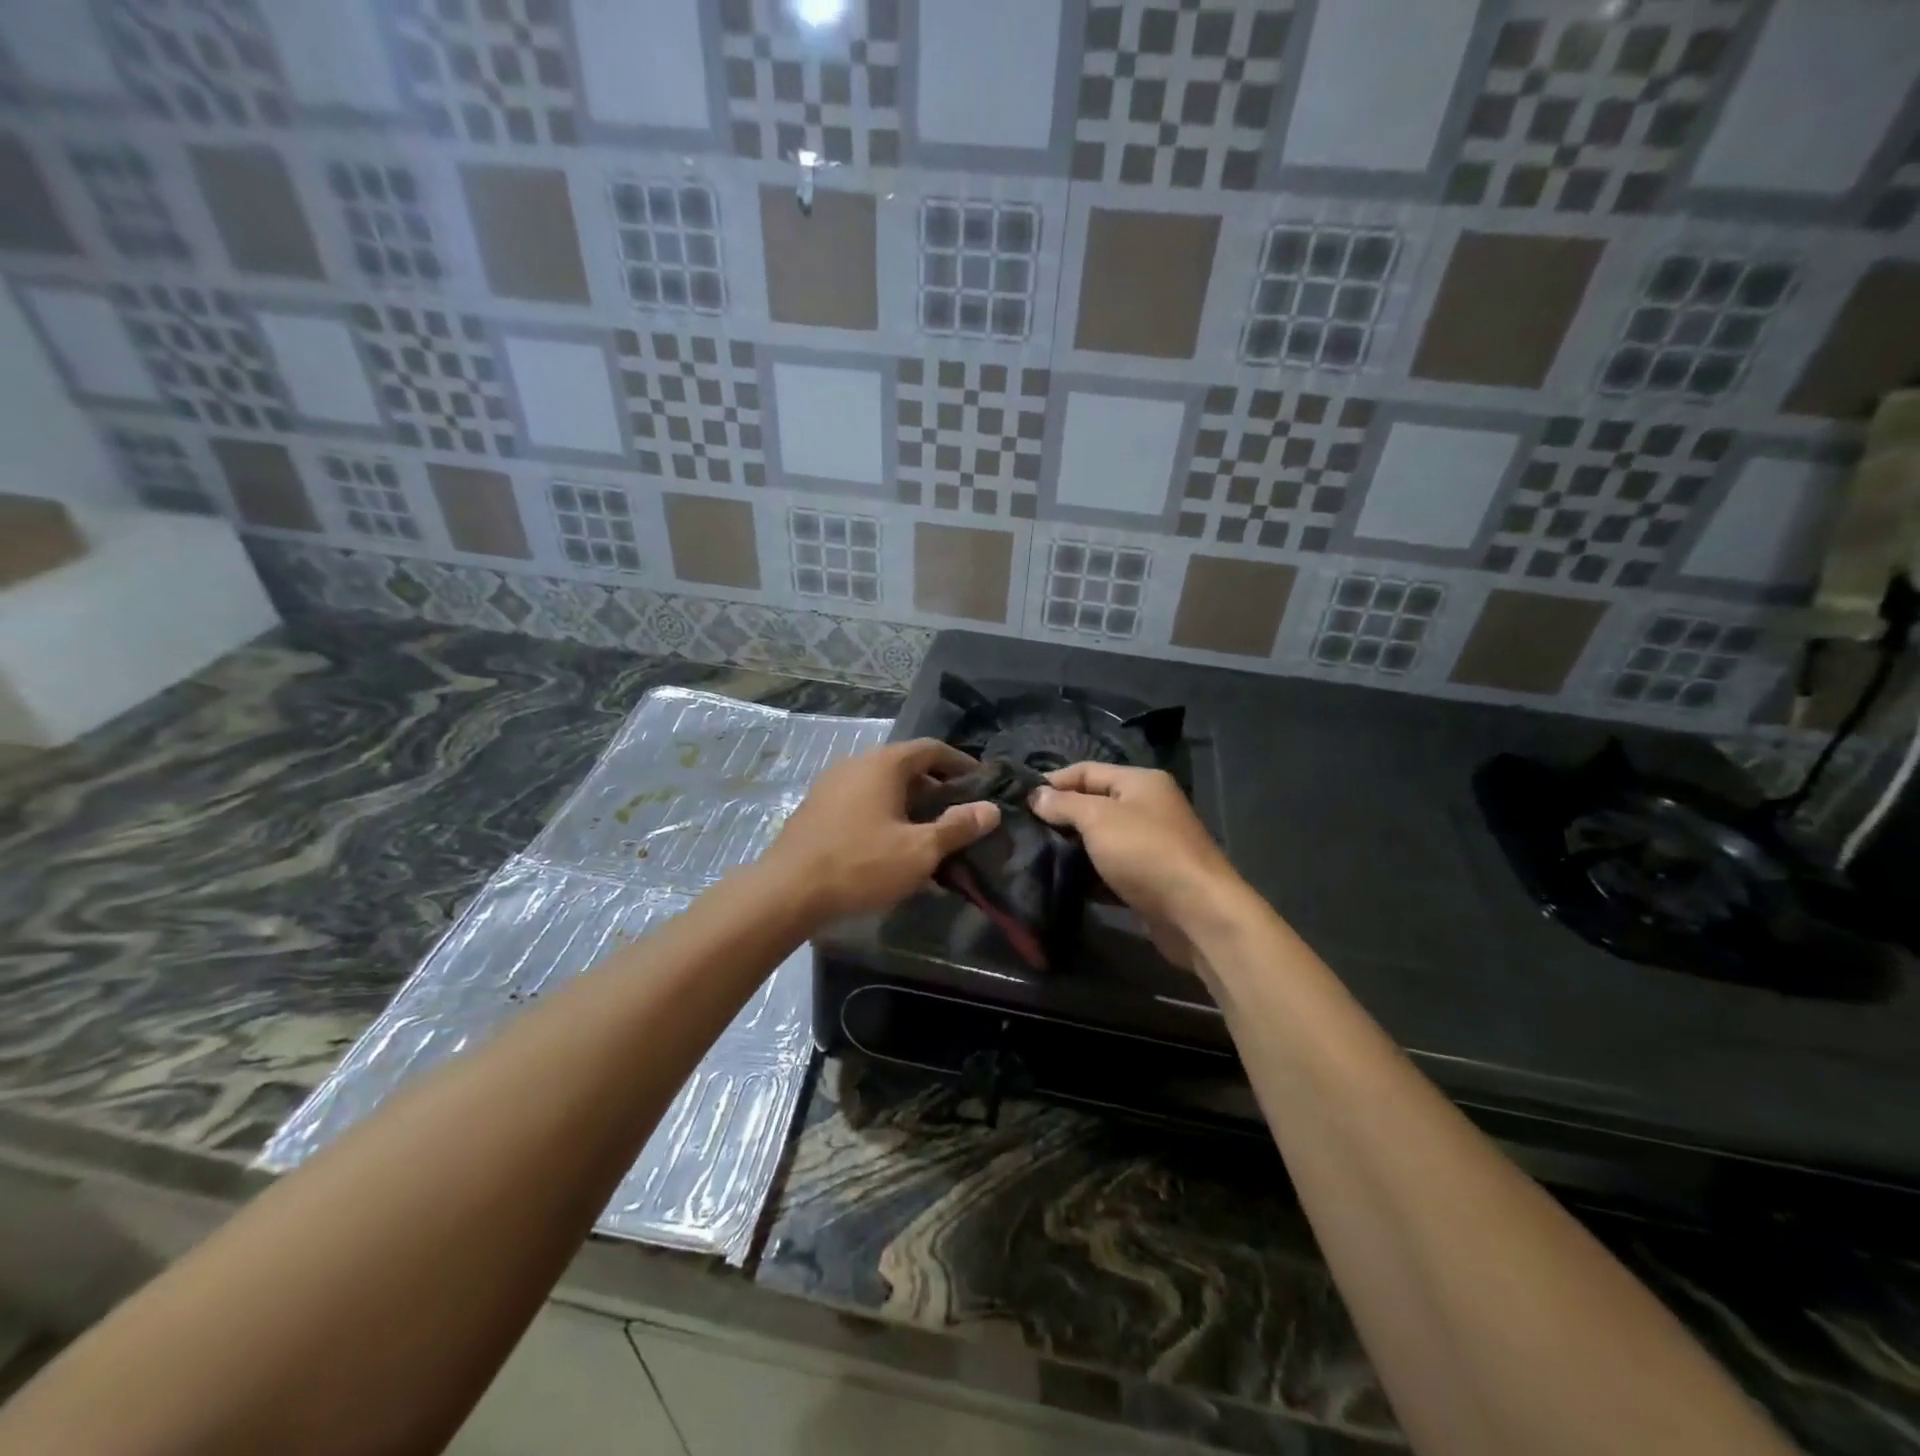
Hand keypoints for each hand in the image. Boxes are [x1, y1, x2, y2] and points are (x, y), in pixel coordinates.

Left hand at [762, 739, 999, 922]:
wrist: (787, 892)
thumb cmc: (861, 864)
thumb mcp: (919, 851)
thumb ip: (957, 827)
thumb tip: (990, 809)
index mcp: (883, 764)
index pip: (931, 748)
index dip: (960, 763)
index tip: (981, 782)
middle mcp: (856, 764)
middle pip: (906, 766)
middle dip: (936, 788)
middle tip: (958, 814)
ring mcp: (831, 786)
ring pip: (882, 787)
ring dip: (909, 805)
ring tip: (928, 834)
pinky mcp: (817, 810)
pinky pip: (861, 803)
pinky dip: (884, 815)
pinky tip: (891, 848)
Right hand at [1031, 763, 1245, 968]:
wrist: (1197, 914)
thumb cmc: (1146, 854)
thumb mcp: (1098, 819)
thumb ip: (1065, 804)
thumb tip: (1036, 795)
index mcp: (1139, 782)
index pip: (1086, 770)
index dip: (1052, 782)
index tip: (1019, 802)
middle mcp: (1147, 807)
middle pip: (1093, 803)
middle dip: (1060, 816)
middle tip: (1023, 830)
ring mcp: (1150, 844)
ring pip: (1100, 838)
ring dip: (1072, 847)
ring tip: (1035, 855)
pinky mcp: (1148, 878)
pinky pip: (1110, 868)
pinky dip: (1088, 873)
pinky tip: (1062, 881)